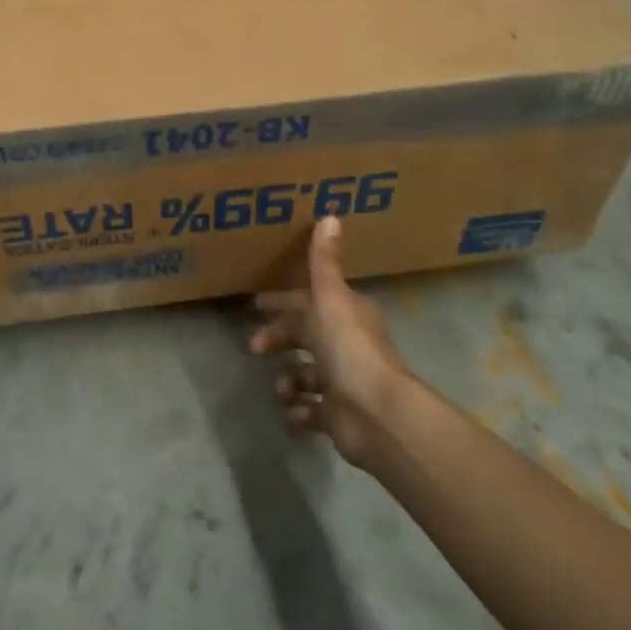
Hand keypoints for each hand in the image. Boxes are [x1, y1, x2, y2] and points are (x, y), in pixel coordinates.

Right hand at [251, 217, 410, 465]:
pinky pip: (310, 412)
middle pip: (304, 337)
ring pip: (306, 376)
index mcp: (345, 315)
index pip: (308, 301)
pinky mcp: (338, 416)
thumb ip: (323, 261)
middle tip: (253, 347)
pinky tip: (293, 412)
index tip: (256, 304)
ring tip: (281, 388)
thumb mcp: (330, 297)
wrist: (376, 413)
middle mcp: (345, 345)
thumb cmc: (349, 348)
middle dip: (278, 339)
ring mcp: (343, 383)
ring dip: (288, 380)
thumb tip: (329, 213)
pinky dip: (299, 412)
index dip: (283, 302)